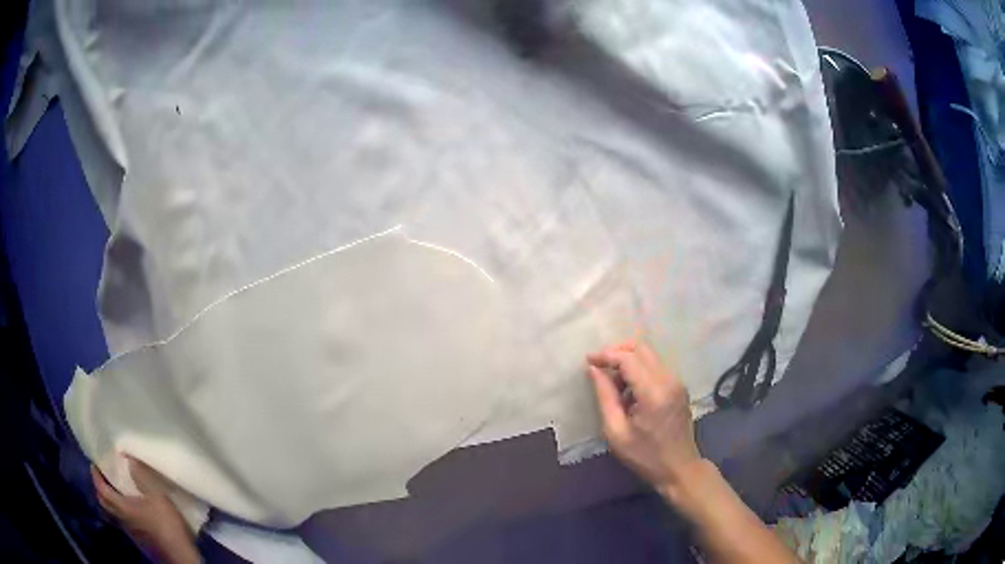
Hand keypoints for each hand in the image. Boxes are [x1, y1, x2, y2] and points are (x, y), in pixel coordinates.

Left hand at [91, 458, 199, 563]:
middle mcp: (121, 519)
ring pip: (111, 514)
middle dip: (99, 488)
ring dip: (108, 501)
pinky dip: (118, 512)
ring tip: (113, 492)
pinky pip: (121, 522)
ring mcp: (129, 531)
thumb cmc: (166, 524)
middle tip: (102, 477)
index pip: (101, 490)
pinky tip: (128, 511)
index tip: (94, 464)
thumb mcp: (157, 496)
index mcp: (122, 507)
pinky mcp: (137, 540)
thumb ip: (142, 477)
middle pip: (103, 503)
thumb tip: (128, 458)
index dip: (96, 476)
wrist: (179, 556)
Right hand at [587, 340, 702, 494]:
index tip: (588, 361)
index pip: (628, 358)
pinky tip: (628, 390)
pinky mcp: (679, 386)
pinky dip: (639, 369)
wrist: (679, 468)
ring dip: (628, 360)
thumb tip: (594, 370)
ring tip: (612, 383)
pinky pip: (655, 366)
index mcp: (654, 393)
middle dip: (617, 351)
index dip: (606, 355)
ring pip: (649, 355)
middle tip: (598, 365)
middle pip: (641, 348)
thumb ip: (605, 397)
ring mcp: (677, 382)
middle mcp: (669, 380)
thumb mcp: (616, 432)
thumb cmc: (645, 456)